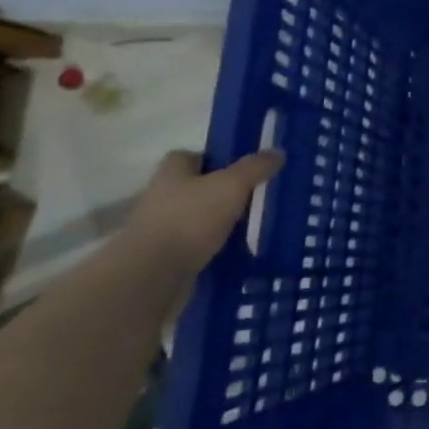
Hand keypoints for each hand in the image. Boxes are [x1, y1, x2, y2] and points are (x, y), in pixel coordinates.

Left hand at [123, 149, 284, 273]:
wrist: (151, 276)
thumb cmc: (189, 220)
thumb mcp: (231, 186)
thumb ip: (255, 167)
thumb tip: (277, 151)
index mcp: (171, 173)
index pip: (190, 156)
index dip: (215, 159)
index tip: (241, 169)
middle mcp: (160, 196)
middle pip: (195, 187)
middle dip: (220, 192)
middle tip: (254, 197)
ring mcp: (158, 229)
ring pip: (195, 218)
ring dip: (217, 222)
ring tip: (251, 227)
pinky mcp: (163, 258)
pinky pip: (194, 246)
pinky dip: (212, 248)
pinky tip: (235, 252)